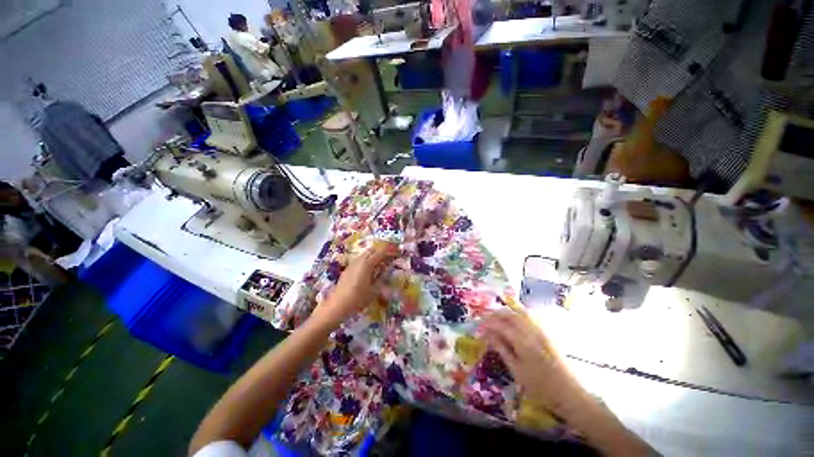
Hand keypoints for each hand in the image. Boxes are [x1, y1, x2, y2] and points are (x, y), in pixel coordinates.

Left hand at [313, 241, 398, 326]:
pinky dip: (367, 260)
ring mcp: (352, 264)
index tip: (397, 252)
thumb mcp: (374, 290)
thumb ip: (381, 278)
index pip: (380, 253)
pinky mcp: (348, 269)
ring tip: (381, 262)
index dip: (389, 251)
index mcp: (367, 264)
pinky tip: (370, 269)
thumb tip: (387, 270)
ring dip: (374, 255)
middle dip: (381, 251)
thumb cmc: (358, 299)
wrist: (337, 305)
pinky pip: (360, 260)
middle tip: (390, 256)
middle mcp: (359, 261)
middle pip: (372, 250)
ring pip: (365, 254)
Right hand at [479, 310, 587, 416]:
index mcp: (523, 342)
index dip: (488, 324)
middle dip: (495, 315)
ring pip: (520, 313)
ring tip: (496, 318)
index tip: (478, 327)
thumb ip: (502, 349)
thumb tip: (488, 335)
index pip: (501, 325)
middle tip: (485, 321)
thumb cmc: (540, 387)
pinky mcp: (547, 333)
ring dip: (506, 312)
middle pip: (510, 315)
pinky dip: (518, 313)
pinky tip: (514, 320)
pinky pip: (530, 316)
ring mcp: (541, 331)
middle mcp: (532, 331)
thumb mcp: (517, 371)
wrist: (569, 394)